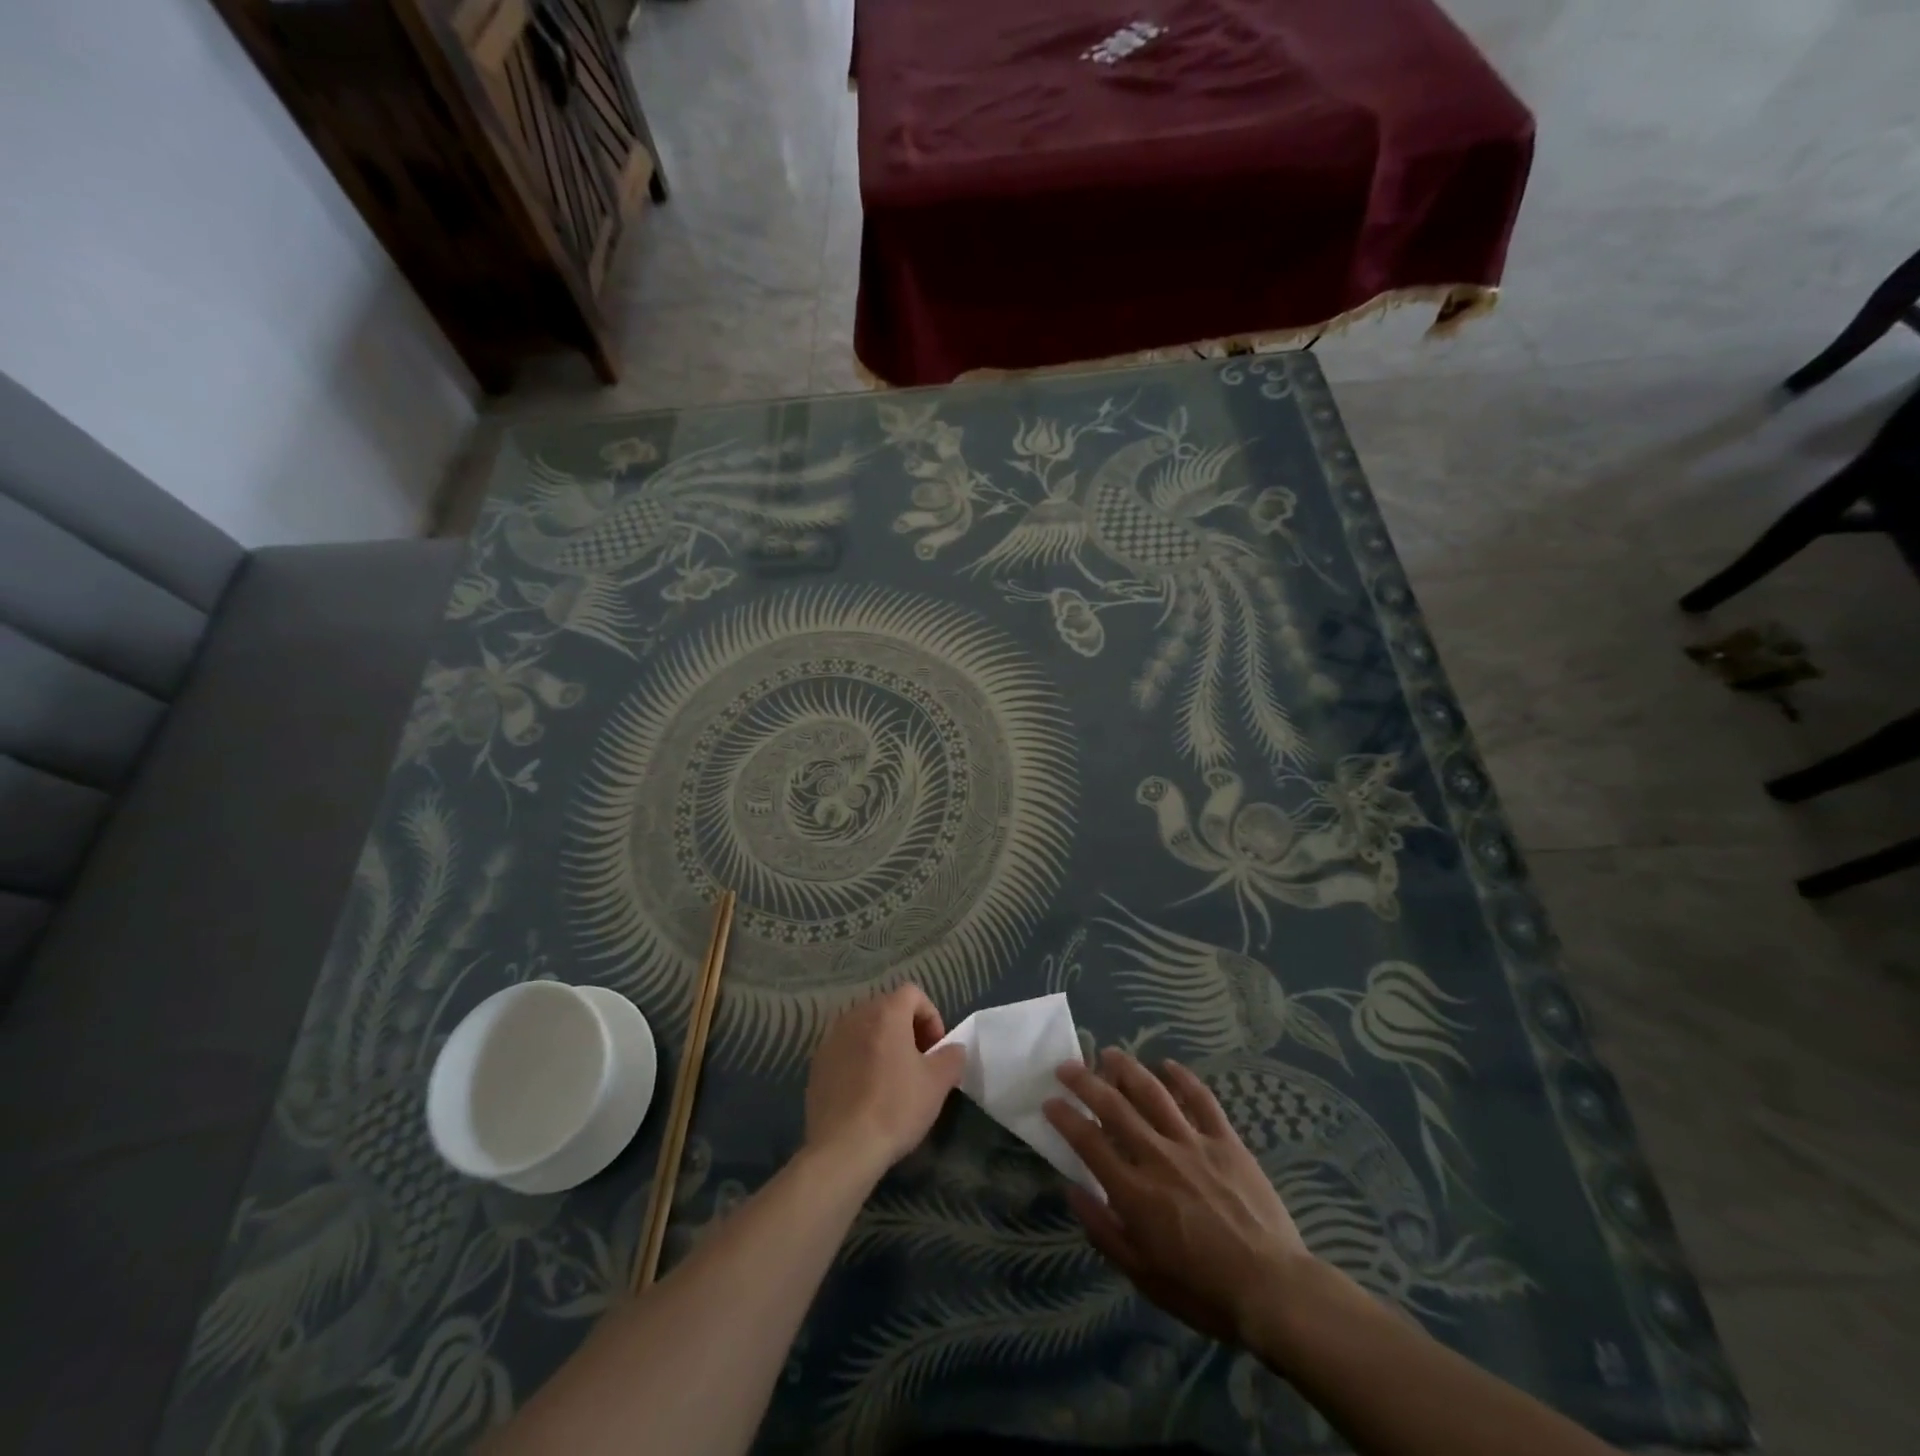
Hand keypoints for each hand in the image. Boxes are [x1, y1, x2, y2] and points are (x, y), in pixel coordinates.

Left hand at [804, 986, 964, 1181]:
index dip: (930, 1016)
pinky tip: (866, 1092)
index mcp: (886, 1013)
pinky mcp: (817, 1064)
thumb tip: (953, 1049)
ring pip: (864, 1028)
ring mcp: (831, 1040)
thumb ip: (952, 1057)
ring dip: (882, 1043)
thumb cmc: (896, 1107)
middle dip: (907, 1028)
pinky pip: (846, 1049)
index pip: (912, 993)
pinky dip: (860, 1059)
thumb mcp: (938, 1083)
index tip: (936, 1048)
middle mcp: (855, 1017)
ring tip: (892, 1077)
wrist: (843, 1148)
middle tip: (918, 1061)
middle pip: (887, 1008)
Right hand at [1045, 1049, 1312, 1346]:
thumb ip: (1104, 1230)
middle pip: (1115, 1107)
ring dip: (1127, 1069)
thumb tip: (1072, 1190)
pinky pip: (1202, 1100)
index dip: (1065, 1118)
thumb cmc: (1203, 1291)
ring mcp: (1194, 1144)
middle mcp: (1158, 1157)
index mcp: (1135, 1192)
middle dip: (1085, 1082)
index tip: (1050, 1101)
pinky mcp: (1226, 1141)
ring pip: (1154, 1093)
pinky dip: (1182, 1078)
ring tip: (1109, 1053)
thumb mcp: (1143, 1274)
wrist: (1273, 1290)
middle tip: (1067, 1066)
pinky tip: (1167, 1065)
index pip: (1089, 1143)